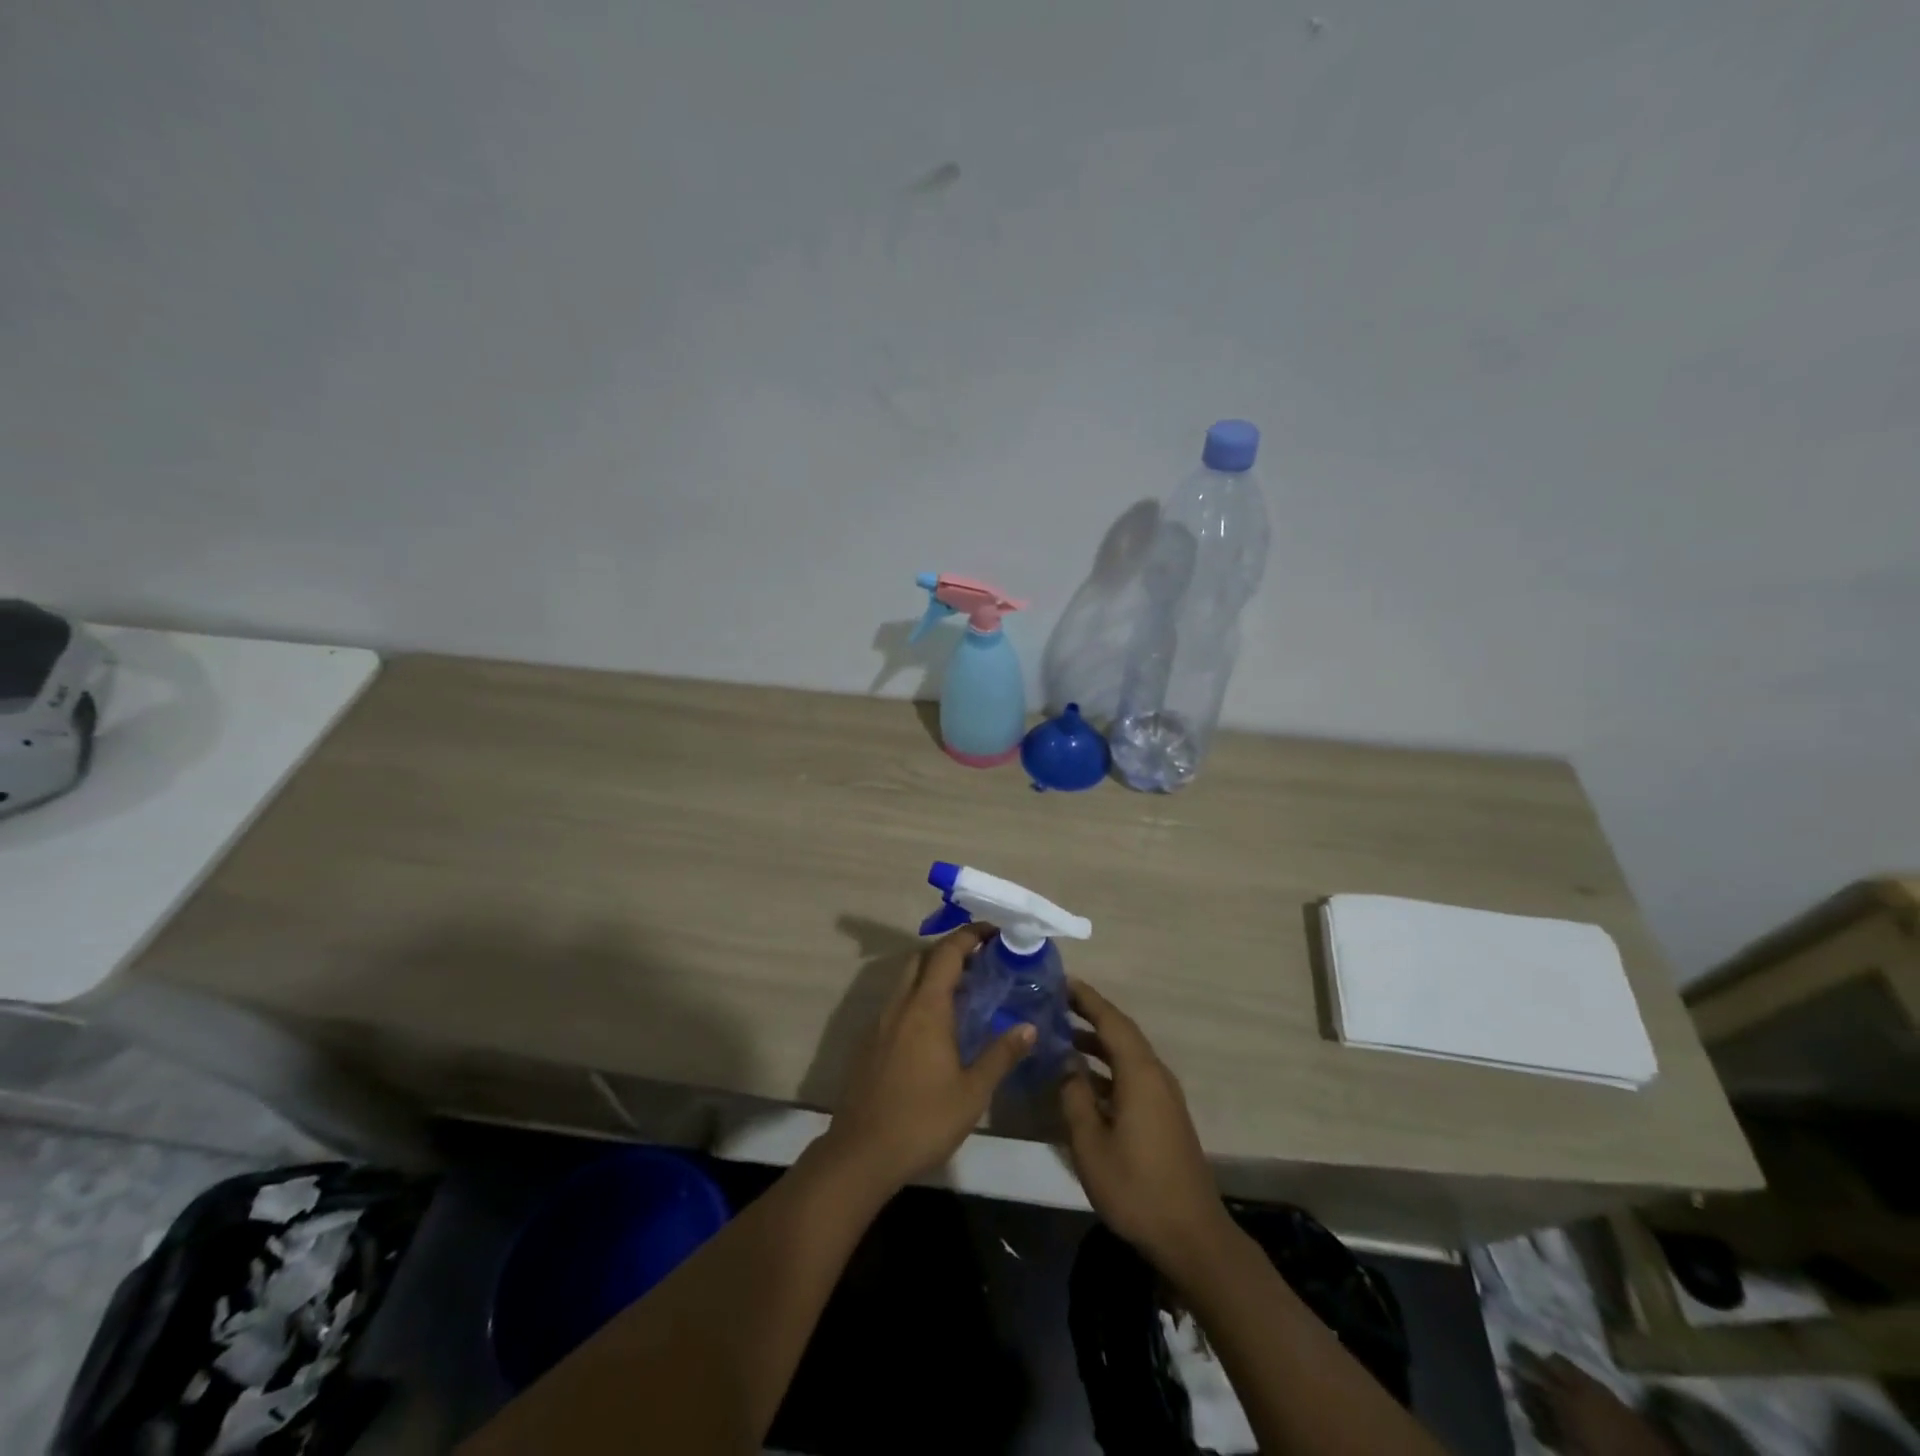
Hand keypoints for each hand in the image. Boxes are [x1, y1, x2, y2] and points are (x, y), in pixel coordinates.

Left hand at [822, 924, 1034, 1192]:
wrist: (861, 1154)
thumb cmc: (922, 1120)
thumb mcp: (973, 1092)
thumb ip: (1001, 1054)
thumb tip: (1029, 1027)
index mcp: (926, 1007)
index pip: (947, 953)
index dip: (970, 935)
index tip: (994, 931)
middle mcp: (900, 1005)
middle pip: (922, 958)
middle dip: (950, 950)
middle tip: (982, 961)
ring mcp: (880, 1022)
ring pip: (906, 980)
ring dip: (933, 974)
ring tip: (964, 992)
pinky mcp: (869, 1042)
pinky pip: (897, 1003)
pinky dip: (918, 997)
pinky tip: (935, 1027)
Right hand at [1060, 979, 1227, 1264]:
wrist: (1191, 1236)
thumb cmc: (1136, 1188)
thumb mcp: (1091, 1144)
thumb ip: (1074, 1098)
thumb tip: (1067, 1065)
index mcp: (1140, 1074)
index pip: (1111, 1021)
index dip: (1087, 999)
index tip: (1061, 982)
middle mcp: (1155, 1075)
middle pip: (1121, 1033)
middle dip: (1090, 1015)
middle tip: (1056, 1004)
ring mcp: (1163, 1096)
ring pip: (1127, 1055)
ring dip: (1097, 1043)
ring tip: (1062, 1036)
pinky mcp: (1164, 1116)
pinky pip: (1132, 1075)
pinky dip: (1107, 1067)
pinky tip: (1084, 1080)